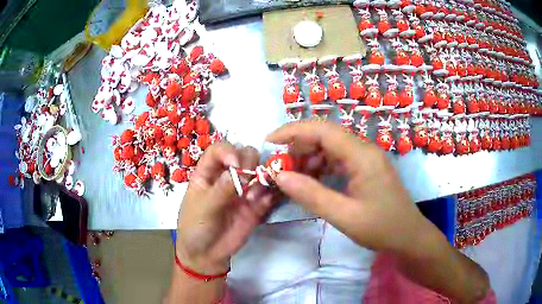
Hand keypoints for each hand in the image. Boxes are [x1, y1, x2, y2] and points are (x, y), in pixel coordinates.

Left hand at [176, 142, 278, 274]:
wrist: (206, 255)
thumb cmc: (195, 227)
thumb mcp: (203, 208)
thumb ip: (221, 190)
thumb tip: (237, 169)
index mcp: (208, 173)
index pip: (219, 150)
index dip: (228, 151)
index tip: (235, 163)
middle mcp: (227, 177)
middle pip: (244, 154)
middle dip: (249, 162)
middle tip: (248, 180)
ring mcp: (243, 190)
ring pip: (259, 170)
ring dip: (262, 176)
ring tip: (254, 196)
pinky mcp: (256, 205)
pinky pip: (268, 192)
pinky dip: (270, 193)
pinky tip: (264, 202)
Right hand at [267, 120, 434, 255]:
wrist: (408, 236)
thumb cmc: (381, 228)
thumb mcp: (344, 216)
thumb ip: (311, 195)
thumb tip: (280, 176)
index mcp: (362, 155)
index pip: (322, 130)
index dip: (293, 131)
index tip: (269, 142)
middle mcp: (364, 149)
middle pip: (325, 135)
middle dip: (298, 145)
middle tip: (277, 164)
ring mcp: (366, 158)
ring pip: (330, 146)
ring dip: (308, 157)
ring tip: (291, 174)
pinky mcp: (365, 167)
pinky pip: (338, 159)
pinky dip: (320, 166)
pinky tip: (310, 180)